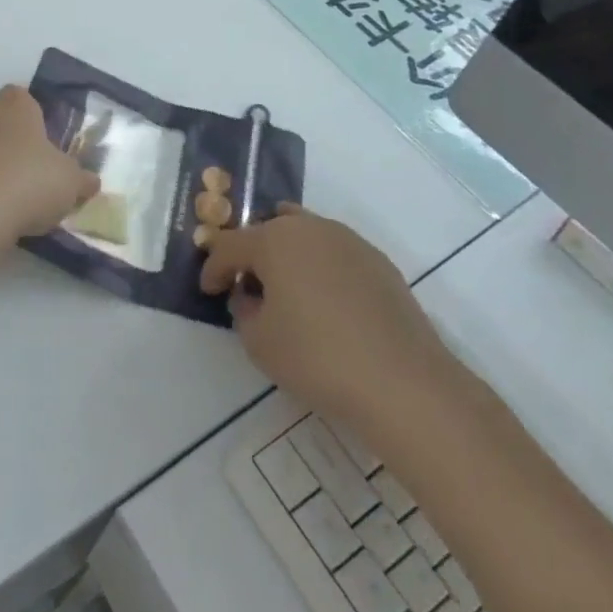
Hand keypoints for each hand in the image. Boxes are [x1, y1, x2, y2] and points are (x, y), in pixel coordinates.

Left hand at [0, 87, 99, 252]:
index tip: (46, 136)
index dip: (34, 111)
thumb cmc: (29, 183)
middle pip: (1, 123)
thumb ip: (81, 179)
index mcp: (15, 109)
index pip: (21, 95)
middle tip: (38, 172)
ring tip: (16, 200)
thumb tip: (89, 181)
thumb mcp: (70, 183)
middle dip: (16, 144)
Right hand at [199, 204, 453, 430]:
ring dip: (288, 255)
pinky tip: (325, 302)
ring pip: (305, 235)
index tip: (208, 290)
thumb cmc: (317, 357)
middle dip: (252, 254)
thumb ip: (243, 309)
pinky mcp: (379, 262)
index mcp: (272, 239)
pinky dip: (321, 269)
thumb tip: (252, 296)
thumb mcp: (258, 341)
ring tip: (287, 289)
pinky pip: (335, 254)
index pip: (229, 246)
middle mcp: (309, 228)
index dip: (213, 269)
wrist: (404, 383)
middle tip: (247, 284)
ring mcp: (348, 241)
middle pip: (268, 230)